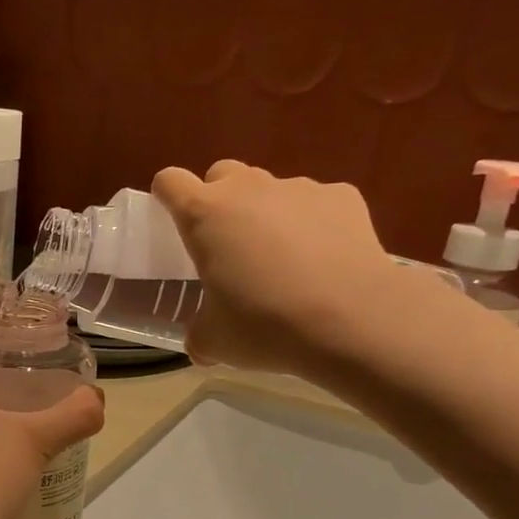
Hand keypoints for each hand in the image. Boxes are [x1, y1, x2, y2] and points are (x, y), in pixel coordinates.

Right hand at [152, 161, 448, 382]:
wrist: (352, 320)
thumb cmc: (265, 325)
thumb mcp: (215, 340)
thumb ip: (198, 334)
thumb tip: (200, 344)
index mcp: (204, 215)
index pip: (170, 181)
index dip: (166, 195)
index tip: (171, 217)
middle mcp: (248, 189)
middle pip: (222, 174)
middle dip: (218, 199)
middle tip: (227, 242)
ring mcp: (298, 187)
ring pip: (270, 188)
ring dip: (266, 212)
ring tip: (283, 257)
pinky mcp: (342, 196)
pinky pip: (317, 203)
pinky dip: (313, 223)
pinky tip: (324, 260)